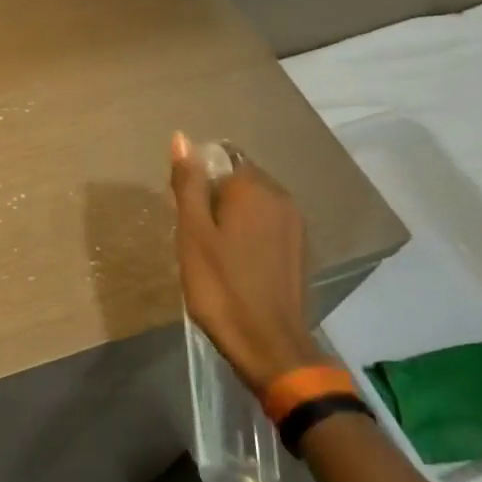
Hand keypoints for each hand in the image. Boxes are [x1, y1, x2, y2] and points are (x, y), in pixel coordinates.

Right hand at [170, 132, 324, 394]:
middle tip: (196, 239)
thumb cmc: (220, 286)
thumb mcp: (192, 234)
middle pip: (239, 182)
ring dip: (233, 220)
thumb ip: (188, 184)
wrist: (268, 343)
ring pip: (254, 206)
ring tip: (214, 255)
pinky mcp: (300, 249)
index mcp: (254, 189)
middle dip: (216, 200)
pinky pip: (268, 227)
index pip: (220, 161)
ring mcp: (295, 224)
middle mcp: (281, 198)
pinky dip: (250, 237)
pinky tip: (237, 266)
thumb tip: (181, 137)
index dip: (198, 185)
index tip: (187, 218)